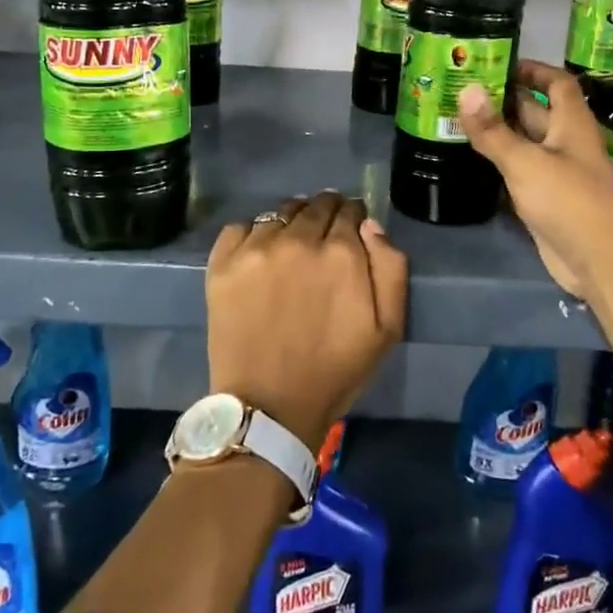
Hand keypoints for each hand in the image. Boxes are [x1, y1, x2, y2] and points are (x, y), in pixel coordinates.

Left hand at [205, 191, 407, 450]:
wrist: (269, 407)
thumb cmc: (335, 371)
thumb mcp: (388, 328)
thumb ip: (390, 267)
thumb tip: (370, 225)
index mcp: (341, 252)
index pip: (350, 210)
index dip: (353, 218)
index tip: (350, 232)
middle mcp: (298, 239)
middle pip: (316, 205)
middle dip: (325, 214)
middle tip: (323, 237)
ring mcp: (256, 248)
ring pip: (280, 213)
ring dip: (291, 221)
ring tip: (291, 244)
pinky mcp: (223, 263)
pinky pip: (240, 226)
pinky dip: (253, 234)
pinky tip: (259, 255)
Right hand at [458, 60, 612, 298]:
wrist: (598, 260)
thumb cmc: (567, 200)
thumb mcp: (524, 161)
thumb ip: (493, 129)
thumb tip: (466, 89)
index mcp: (572, 123)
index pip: (557, 82)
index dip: (533, 69)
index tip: (499, 63)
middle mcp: (567, 142)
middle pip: (538, 110)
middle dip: (505, 99)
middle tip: (464, 89)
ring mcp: (558, 171)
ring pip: (526, 141)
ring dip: (500, 130)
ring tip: (460, 117)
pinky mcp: (548, 197)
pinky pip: (522, 169)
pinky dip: (501, 160)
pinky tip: (473, 156)